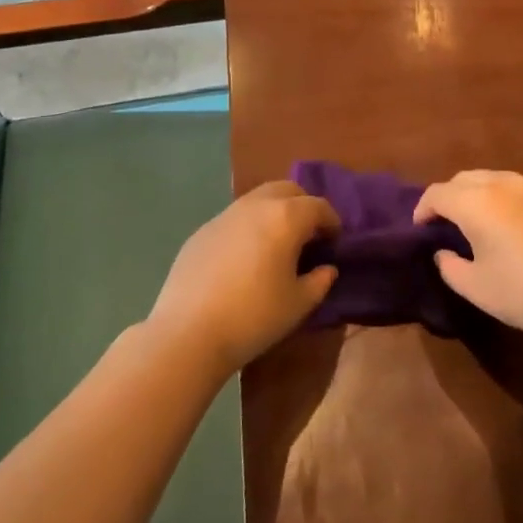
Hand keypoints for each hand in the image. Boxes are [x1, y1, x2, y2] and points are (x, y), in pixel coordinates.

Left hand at [148, 180, 339, 375]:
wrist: (188, 332)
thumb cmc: (254, 317)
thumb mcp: (298, 304)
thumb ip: (319, 281)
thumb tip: (326, 269)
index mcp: (285, 218)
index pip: (318, 206)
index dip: (332, 221)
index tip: (335, 240)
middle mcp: (255, 206)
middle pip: (287, 190)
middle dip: (303, 206)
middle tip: (308, 235)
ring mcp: (224, 215)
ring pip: (258, 199)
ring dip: (274, 212)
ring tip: (277, 244)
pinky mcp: (201, 231)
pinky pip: (234, 219)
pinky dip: (248, 227)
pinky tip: (244, 258)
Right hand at [414, 171, 522, 348]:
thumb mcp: (475, 288)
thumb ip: (449, 266)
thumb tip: (444, 253)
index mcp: (477, 202)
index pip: (438, 193)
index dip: (424, 208)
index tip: (421, 227)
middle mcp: (507, 183)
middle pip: (466, 179)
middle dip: (452, 196)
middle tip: (449, 222)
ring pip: (500, 180)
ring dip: (484, 196)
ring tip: (485, 221)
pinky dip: (517, 204)